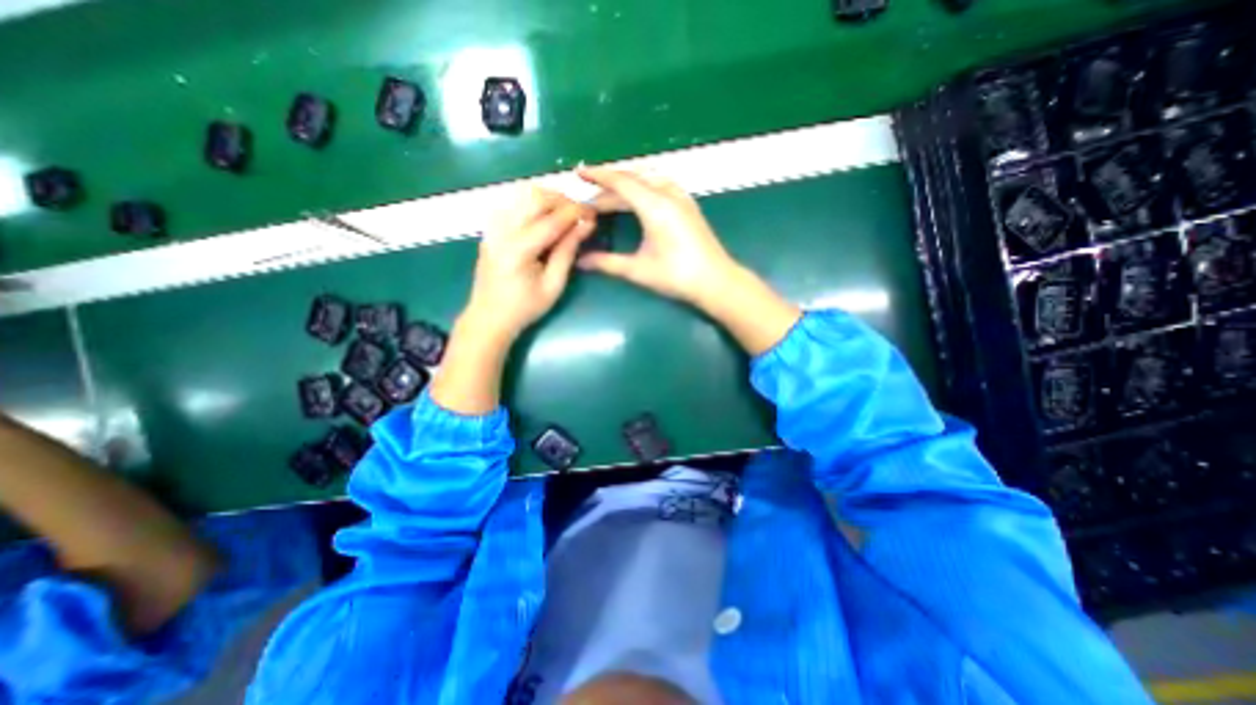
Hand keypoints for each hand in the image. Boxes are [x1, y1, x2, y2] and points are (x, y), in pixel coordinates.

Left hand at [435, 190, 595, 414]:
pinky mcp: (490, 228)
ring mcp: (492, 227)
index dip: (575, 213)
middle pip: (534, 197)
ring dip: (547, 199)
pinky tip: (544, 219)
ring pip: (522, 195)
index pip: (551, 220)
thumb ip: (568, 252)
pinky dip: (533, 204)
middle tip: (580, 213)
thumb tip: (586, 226)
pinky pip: (514, 203)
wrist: (489, 316)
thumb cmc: (524, 308)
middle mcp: (501, 231)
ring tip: (565, 215)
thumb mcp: (553, 285)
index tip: (593, 212)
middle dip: (561, 200)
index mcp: (517, 250)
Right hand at [576, 164, 798, 355]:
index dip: (598, 176)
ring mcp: (682, 198)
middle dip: (609, 184)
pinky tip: (639, 198)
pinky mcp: (688, 205)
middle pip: (634, 178)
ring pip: (649, 178)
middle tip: (590, 195)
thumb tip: (581, 261)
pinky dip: (644, 186)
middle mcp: (668, 194)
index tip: (579, 174)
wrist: (716, 281)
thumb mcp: (639, 270)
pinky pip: (661, 184)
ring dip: (627, 183)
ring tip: (610, 195)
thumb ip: (608, 263)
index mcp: (655, 206)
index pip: (621, 181)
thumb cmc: (677, 276)